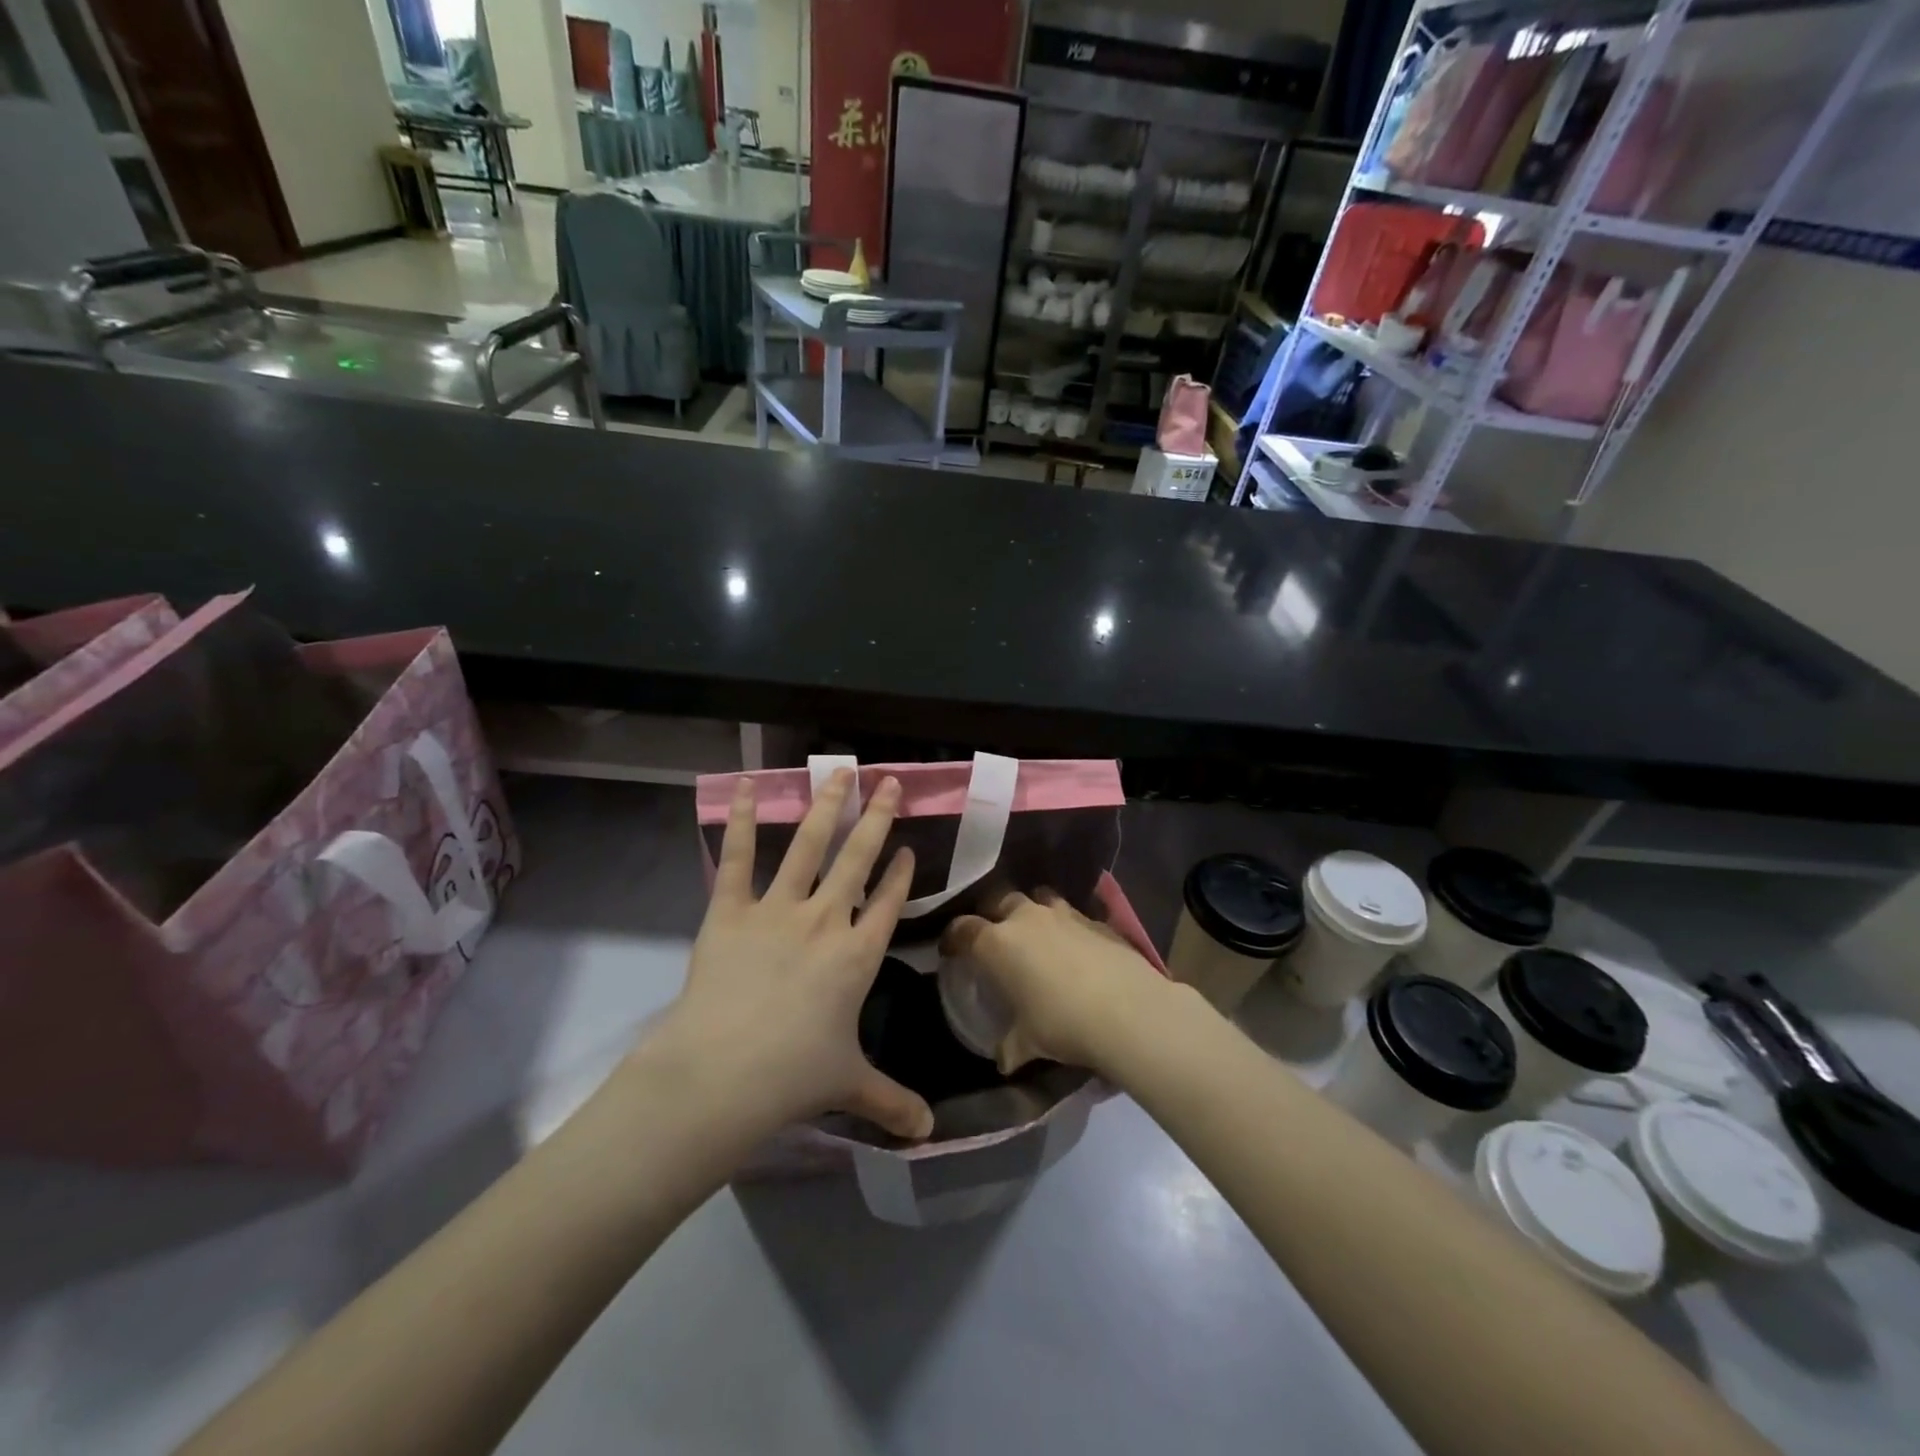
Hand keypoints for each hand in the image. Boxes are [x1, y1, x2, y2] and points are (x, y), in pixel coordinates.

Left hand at [661, 768, 934, 1141]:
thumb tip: (930, 1136)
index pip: (889, 903)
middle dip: (877, 818)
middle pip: (858, 858)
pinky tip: (743, 784)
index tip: (909, 847)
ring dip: (827, 805)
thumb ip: (891, 1103)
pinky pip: (736, 857)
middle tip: (890, 782)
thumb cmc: (793, 1077)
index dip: (901, 873)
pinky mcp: (730, 910)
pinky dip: (738, 818)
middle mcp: (826, 920)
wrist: (723, 1074)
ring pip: (809, 845)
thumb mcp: (849, 1086)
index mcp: (858, 955)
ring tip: (840, 771)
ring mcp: (778, 909)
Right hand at [941, 889, 1177, 1076]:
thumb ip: (1010, 1046)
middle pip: (998, 900)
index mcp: (997, 943)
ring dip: (1032, 912)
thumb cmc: (1062, 1024)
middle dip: (992, 914)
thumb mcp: (1029, 1042)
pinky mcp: (1095, 919)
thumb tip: (1003, 1060)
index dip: (953, 938)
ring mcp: (1063, 913)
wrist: (1127, 1010)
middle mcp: (1025, 918)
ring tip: (1035, 934)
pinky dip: (1066, 926)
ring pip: (1037, 898)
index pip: (963, 929)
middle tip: (994, 937)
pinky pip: (1071, 914)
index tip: (950, 950)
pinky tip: (1074, 947)